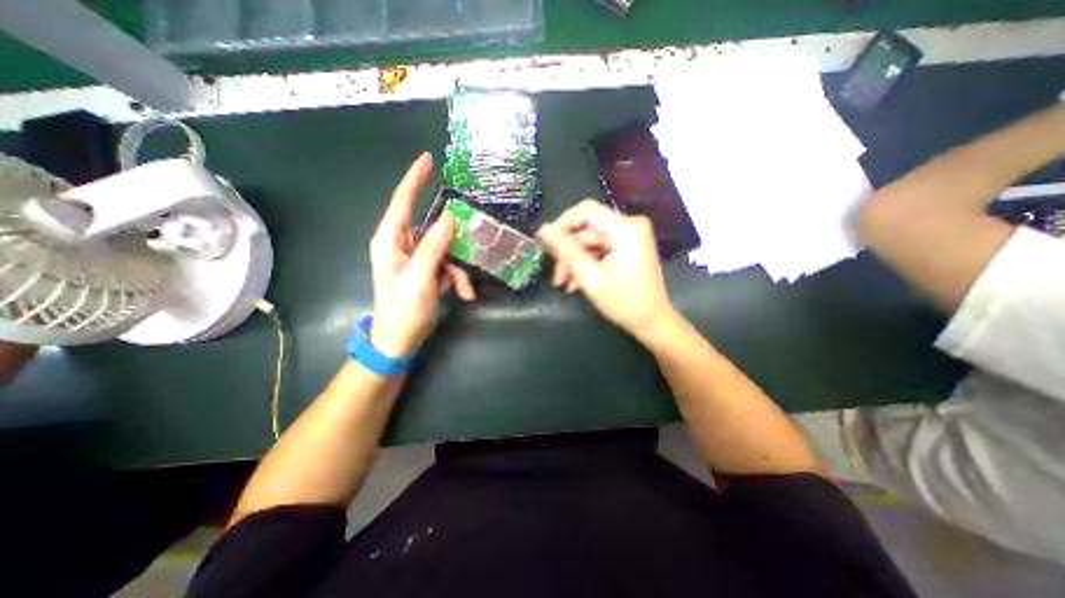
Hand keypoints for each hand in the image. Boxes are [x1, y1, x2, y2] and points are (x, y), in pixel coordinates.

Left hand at [372, 154, 478, 359]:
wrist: (400, 340)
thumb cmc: (403, 311)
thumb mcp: (420, 279)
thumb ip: (433, 248)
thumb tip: (450, 218)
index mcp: (390, 241)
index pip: (402, 202)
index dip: (415, 179)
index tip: (428, 159)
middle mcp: (402, 244)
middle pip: (431, 225)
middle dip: (453, 238)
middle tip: (471, 240)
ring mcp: (416, 257)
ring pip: (445, 247)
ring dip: (459, 266)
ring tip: (464, 289)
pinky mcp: (427, 269)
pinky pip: (448, 262)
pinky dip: (458, 276)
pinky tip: (463, 293)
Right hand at [538, 201, 676, 335]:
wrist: (652, 321)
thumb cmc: (625, 303)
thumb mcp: (591, 277)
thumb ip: (567, 251)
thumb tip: (544, 229)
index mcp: (626, 229)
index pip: (586, 211)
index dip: (562, 223)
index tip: (544, 242)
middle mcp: (629, 226)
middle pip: (586, 229)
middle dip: (567, 251)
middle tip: (555, 273)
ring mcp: (629, 236)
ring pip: (589, 241)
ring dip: (574, 260)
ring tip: (562, 283)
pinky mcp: (626, 246)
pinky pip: (598, 249)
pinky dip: (585, 263)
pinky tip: (575, 282)